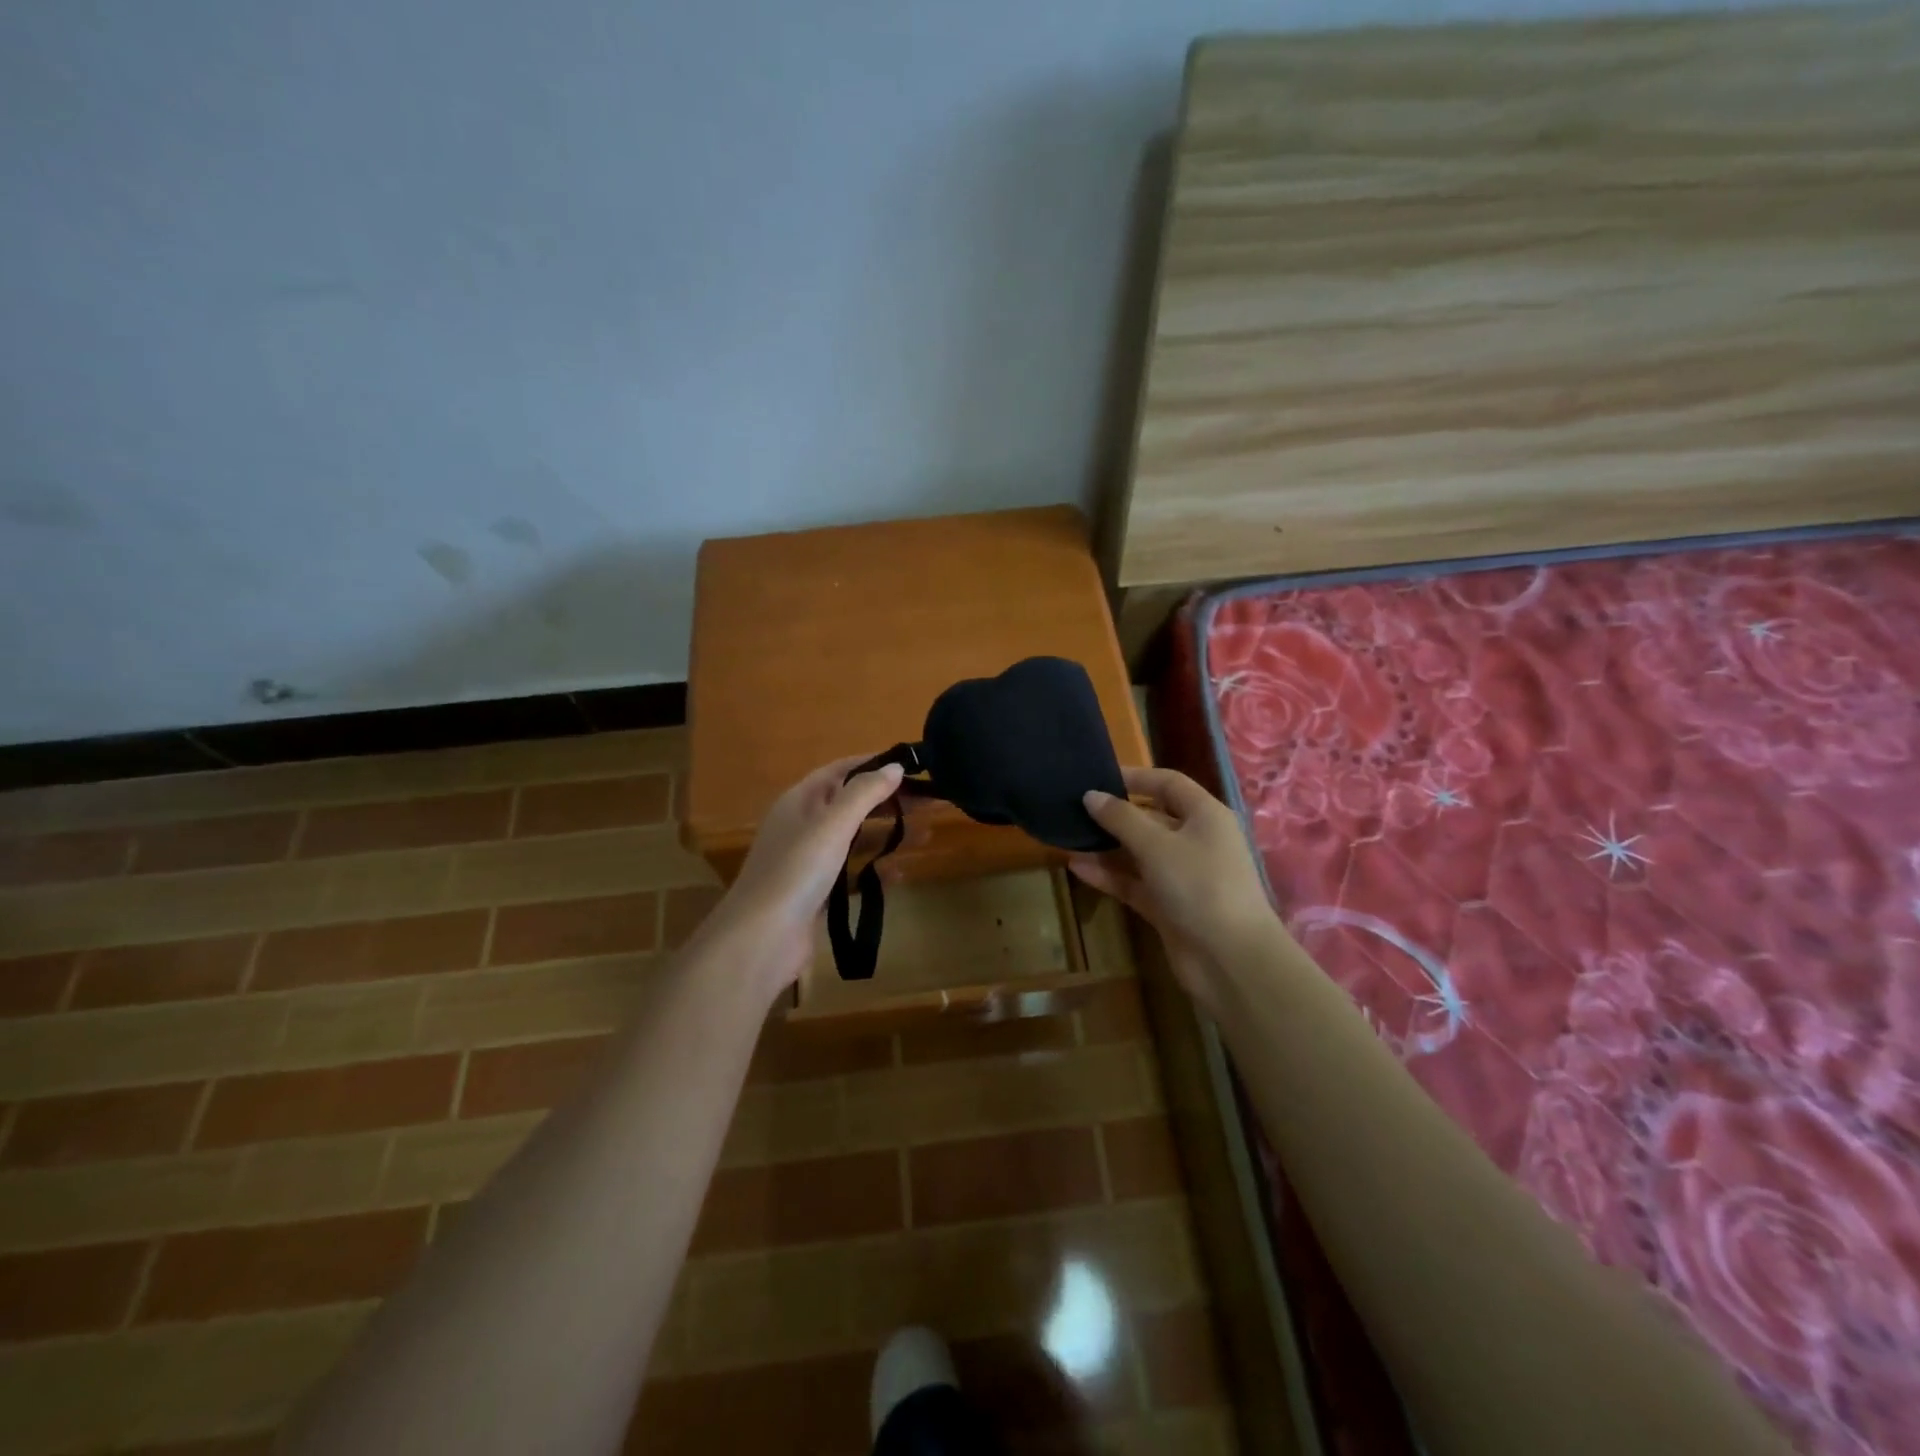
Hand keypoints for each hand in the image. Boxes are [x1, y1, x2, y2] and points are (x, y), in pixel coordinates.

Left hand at [704, 755, 904, 997]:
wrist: (761, 939)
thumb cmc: (797, 871)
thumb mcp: (833, 824)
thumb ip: (865, 793)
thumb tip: (895, 766)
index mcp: (800, 800)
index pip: (841, 770)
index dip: (874, 765)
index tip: (912, 766)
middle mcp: (803, 825)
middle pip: (851, 804)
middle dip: (889, 801)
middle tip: (929, 802)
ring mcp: (808, 861)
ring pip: (855, 839)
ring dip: (888, 834)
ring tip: (927, 836)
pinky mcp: (816, 893)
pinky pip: (851, 873)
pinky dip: (875, 870)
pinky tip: (900, 874)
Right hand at [1068, 766, 1277, 1010]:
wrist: (1230, 959)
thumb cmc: (1199, 885)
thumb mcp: (1157, 845)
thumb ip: (1121, 818)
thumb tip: (1090, 795)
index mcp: (1205, 815)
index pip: (1168, 784)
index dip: (1135, 777)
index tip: (1097, 777)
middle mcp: (1196, 840)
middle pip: (1151, 818)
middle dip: (1114, 815)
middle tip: (1073, 809)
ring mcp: (1182, 875)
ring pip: (1138, 853)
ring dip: (1106, 847)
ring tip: (1068, 837)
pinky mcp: (1168, 905)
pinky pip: (1134, 882)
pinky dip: (1109, 875)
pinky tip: (1076, 867)